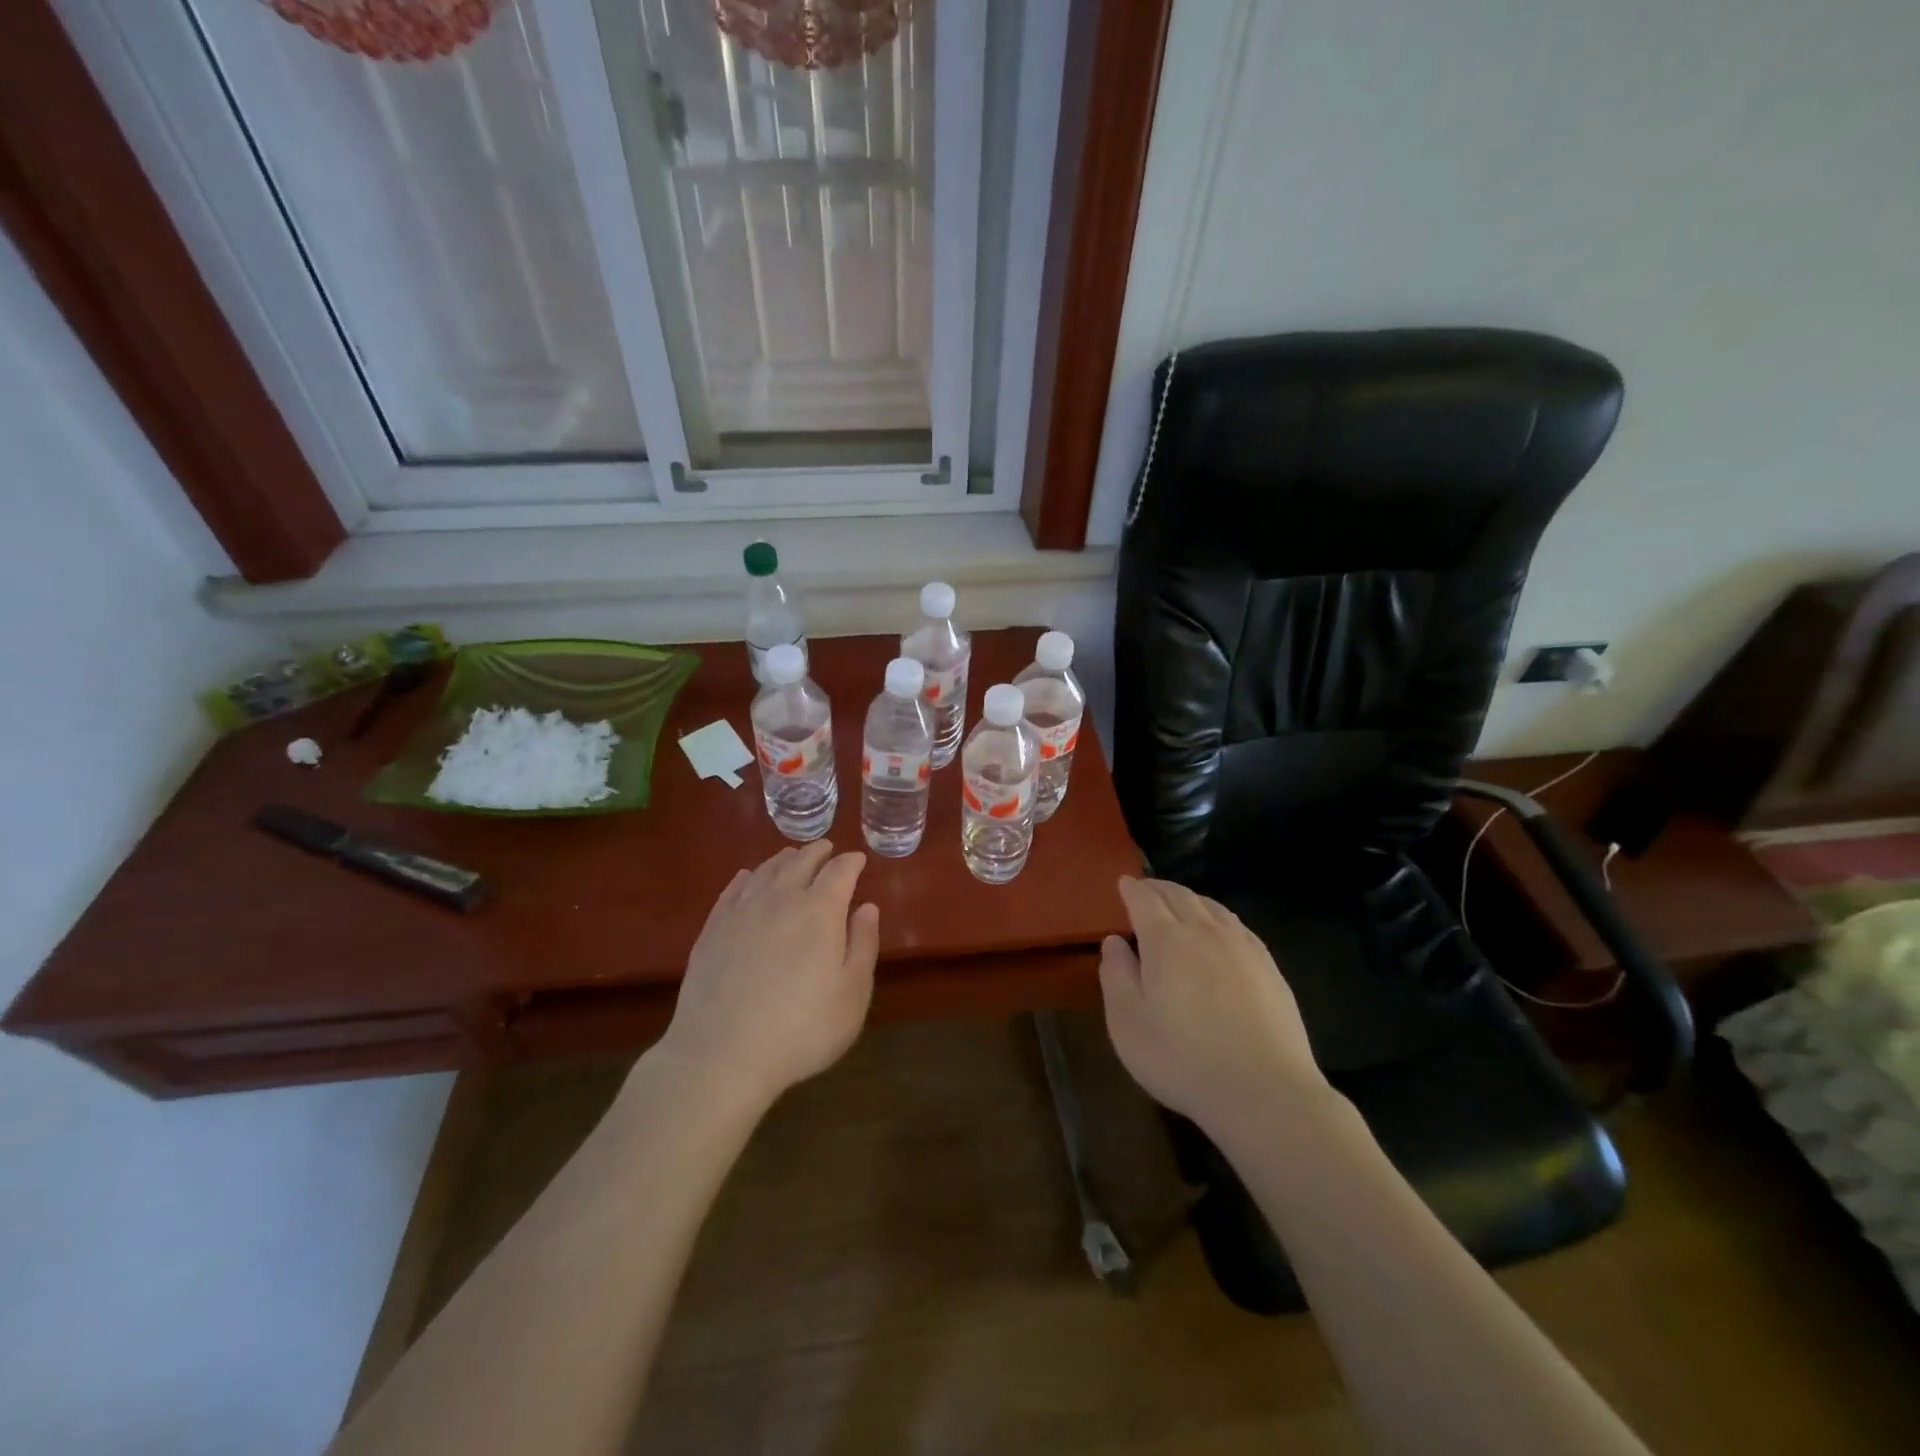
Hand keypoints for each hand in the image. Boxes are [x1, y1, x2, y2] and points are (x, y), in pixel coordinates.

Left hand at [658, 842, 879, 1107]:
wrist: (721, 1055)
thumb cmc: (801, 1030)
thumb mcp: (852, 994)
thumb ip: (863, 944)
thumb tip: (866, 907)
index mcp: (820, 911)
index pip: (839, 871)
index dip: (851, 861)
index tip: (858, 860)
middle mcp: (781, 899)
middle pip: (801, 862)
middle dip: (818, 852)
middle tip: (827, 849)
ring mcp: (742, 912)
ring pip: (767, 871)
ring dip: (784, 859)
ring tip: (792, 857)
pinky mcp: (713, 929)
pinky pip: (733, 890)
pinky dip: (747, 878)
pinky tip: (748, 878)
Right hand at [1099, 877, 1329, 1133]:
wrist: (1265, 1093)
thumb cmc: (1183, 1060)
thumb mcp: (1128, 1024)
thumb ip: (1117, 976)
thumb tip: (1114, 941)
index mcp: (1166, 941)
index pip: (1145, 901)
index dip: (1132, 889)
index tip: (1123, 882)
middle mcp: (1204, 932)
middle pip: (1180, 896)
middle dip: (1159, 888)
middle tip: (1146, 888)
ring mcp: (1242, 947)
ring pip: (1212, 907)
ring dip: (1189, 898)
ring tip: (1179, 902)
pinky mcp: (1269, 967)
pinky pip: (1237, 925)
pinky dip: (1218, 916)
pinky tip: (1220, 929)